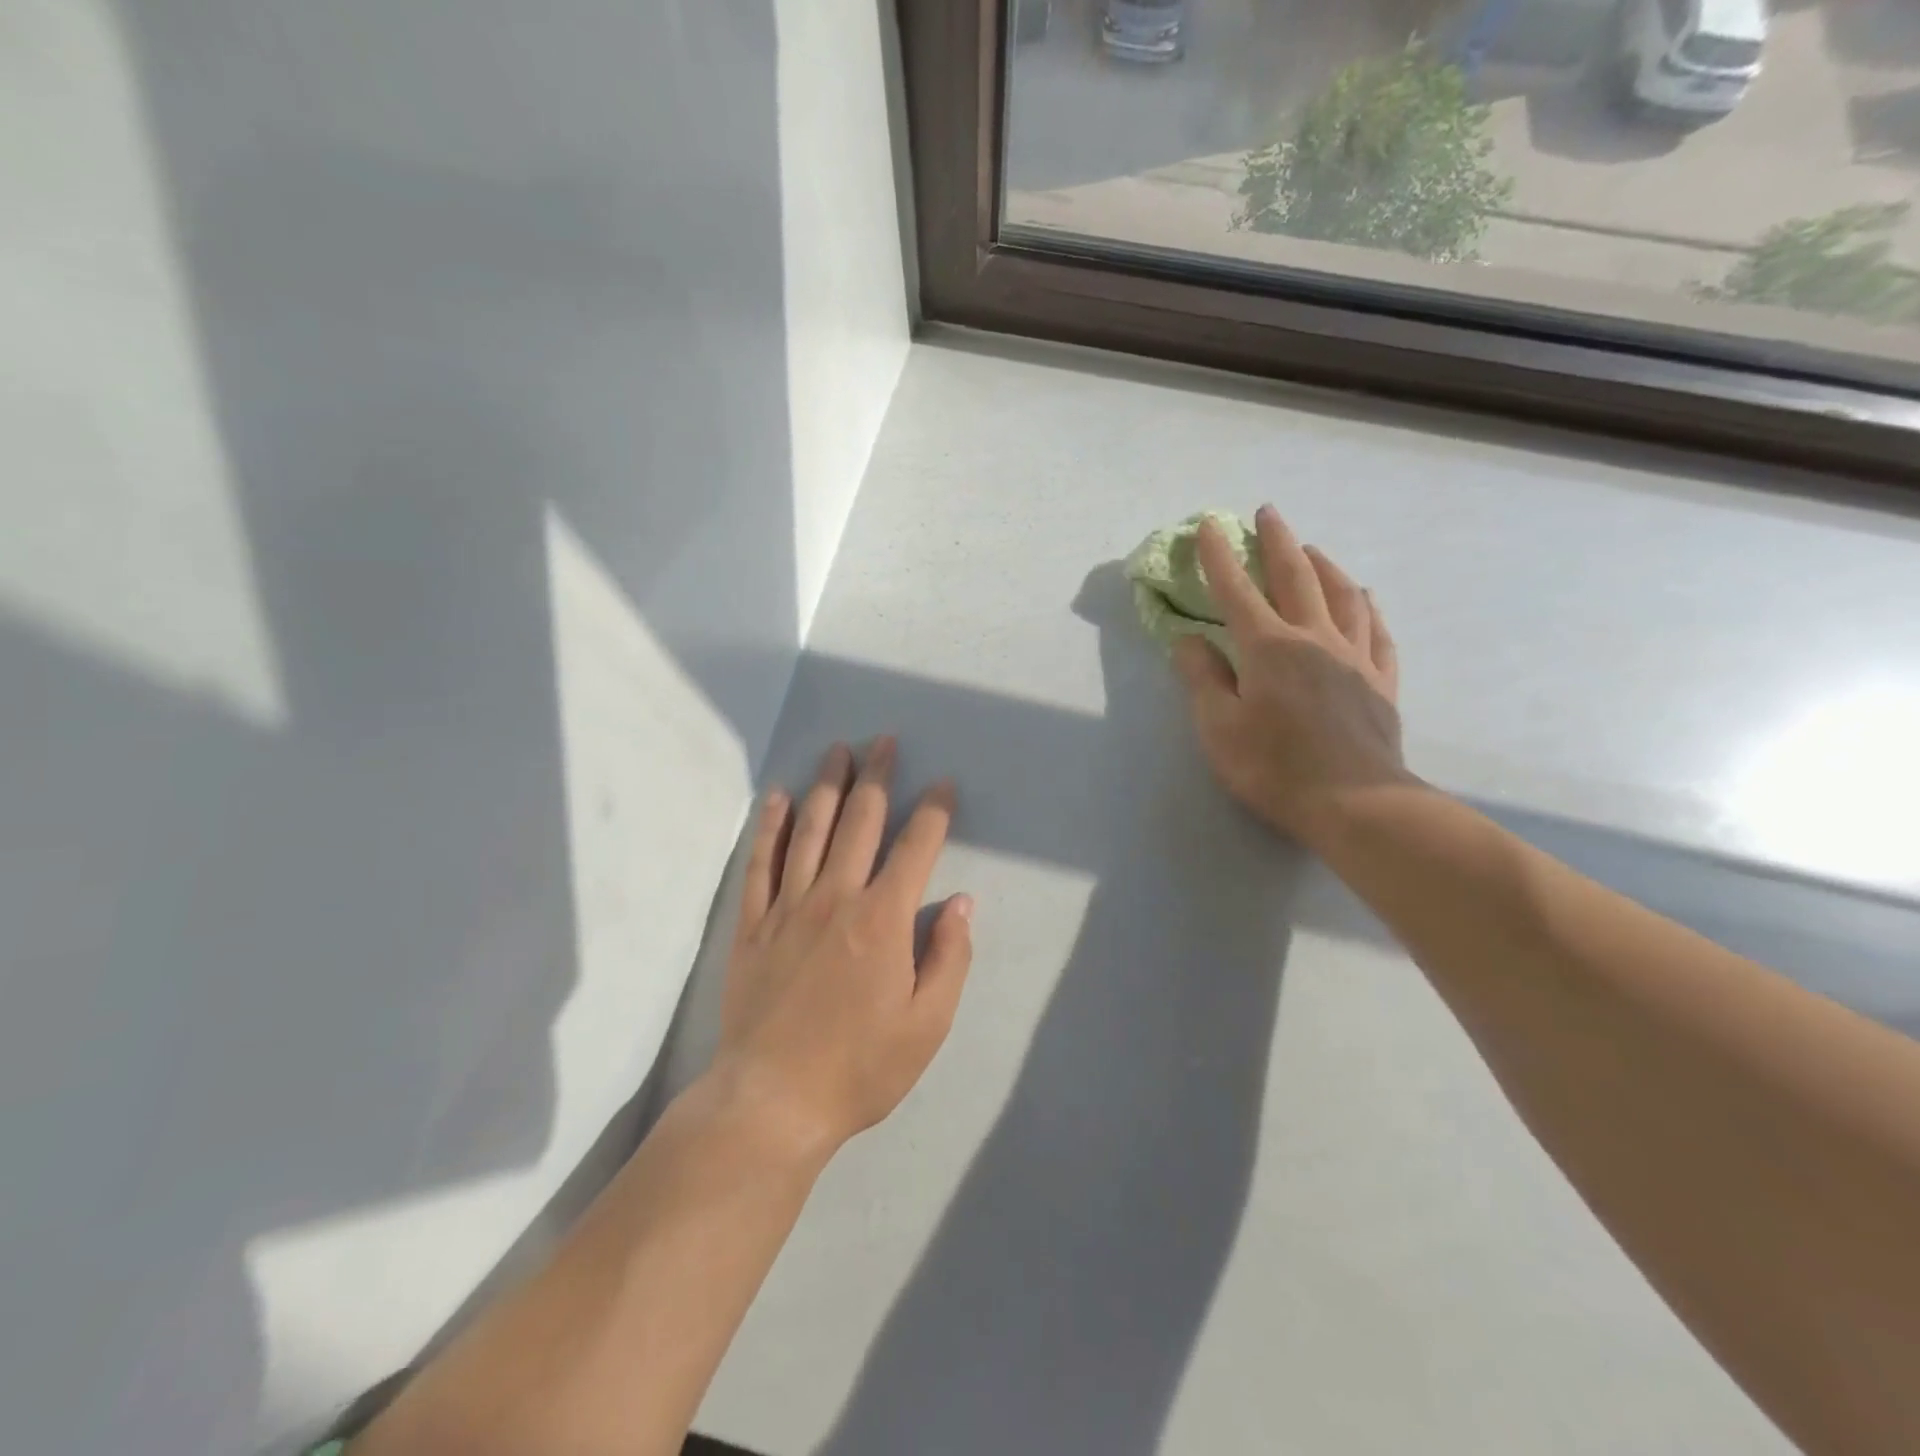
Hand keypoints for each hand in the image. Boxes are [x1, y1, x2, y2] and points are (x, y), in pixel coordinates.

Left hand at [713, 738, 972, 1156]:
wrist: (772, 1102)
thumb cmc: (860, 1067)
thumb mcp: (928, 1025)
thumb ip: (949, 957)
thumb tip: (962, 903)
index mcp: (883, 919)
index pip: (916, 847)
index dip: (934, 811)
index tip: (943, 785)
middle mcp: (836, 897)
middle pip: (860, 821)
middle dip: (878, 776)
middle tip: (885, 741)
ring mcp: (788, 906)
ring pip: (811, 829)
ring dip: (828, 785)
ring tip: (838, 750)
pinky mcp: (752, 924)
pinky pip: (761, 862)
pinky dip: (771, 826)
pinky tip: (779, 797)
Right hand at [1173, 506, 1409, 847]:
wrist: (1355, 803)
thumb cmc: (1274, 767)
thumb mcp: (1218, 727)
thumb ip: (1202, 678)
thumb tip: (1187, 639)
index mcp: (1268, 647)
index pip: (1236, 591)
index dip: (1219, 557)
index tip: (1209, 525)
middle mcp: (1313, 638)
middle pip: (1296, 577)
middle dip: (1278, 541)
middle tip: (1268, 512)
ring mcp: (1354, 657)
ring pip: (1343, 595)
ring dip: (1325, 566)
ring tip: (1313, 549)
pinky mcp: (1381, 682)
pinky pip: (1377, 632)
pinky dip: (1368, 608)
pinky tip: (1366, 598)